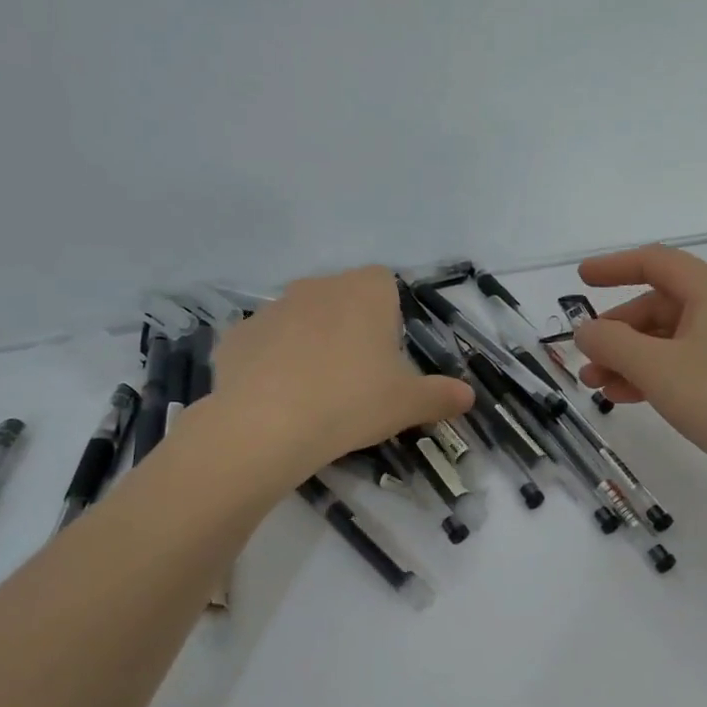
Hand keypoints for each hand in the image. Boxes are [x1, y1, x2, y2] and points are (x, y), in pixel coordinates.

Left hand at [213, 268, 474, 476]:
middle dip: (350, 329)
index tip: (389, 355)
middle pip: (341, 299)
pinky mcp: (237, 335)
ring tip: (314, 393)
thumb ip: (440, 396)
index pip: (385, 283)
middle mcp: (318, 286)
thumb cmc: (352, 401)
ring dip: (310, 344)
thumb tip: (469, 397)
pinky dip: (271, 364)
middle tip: (357, 378)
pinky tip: (276, 400)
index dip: (389, 316)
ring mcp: (272, 308)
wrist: (265, 423)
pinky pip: (264, 344)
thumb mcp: (407, 404)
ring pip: (301, 320)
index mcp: (365, 292)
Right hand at [571, 246, 706, 498]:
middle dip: (615, 331)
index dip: (613, 267)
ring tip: (594, 384)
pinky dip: (647, 376)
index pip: (654, 262)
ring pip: (663, 339)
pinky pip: (677, 365)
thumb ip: (611, 343)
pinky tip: (622, 397)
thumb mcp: (654, 366)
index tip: (580, 279)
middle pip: (655, 306)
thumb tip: (585, 331)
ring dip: (626, 358)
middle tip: (585, 358)